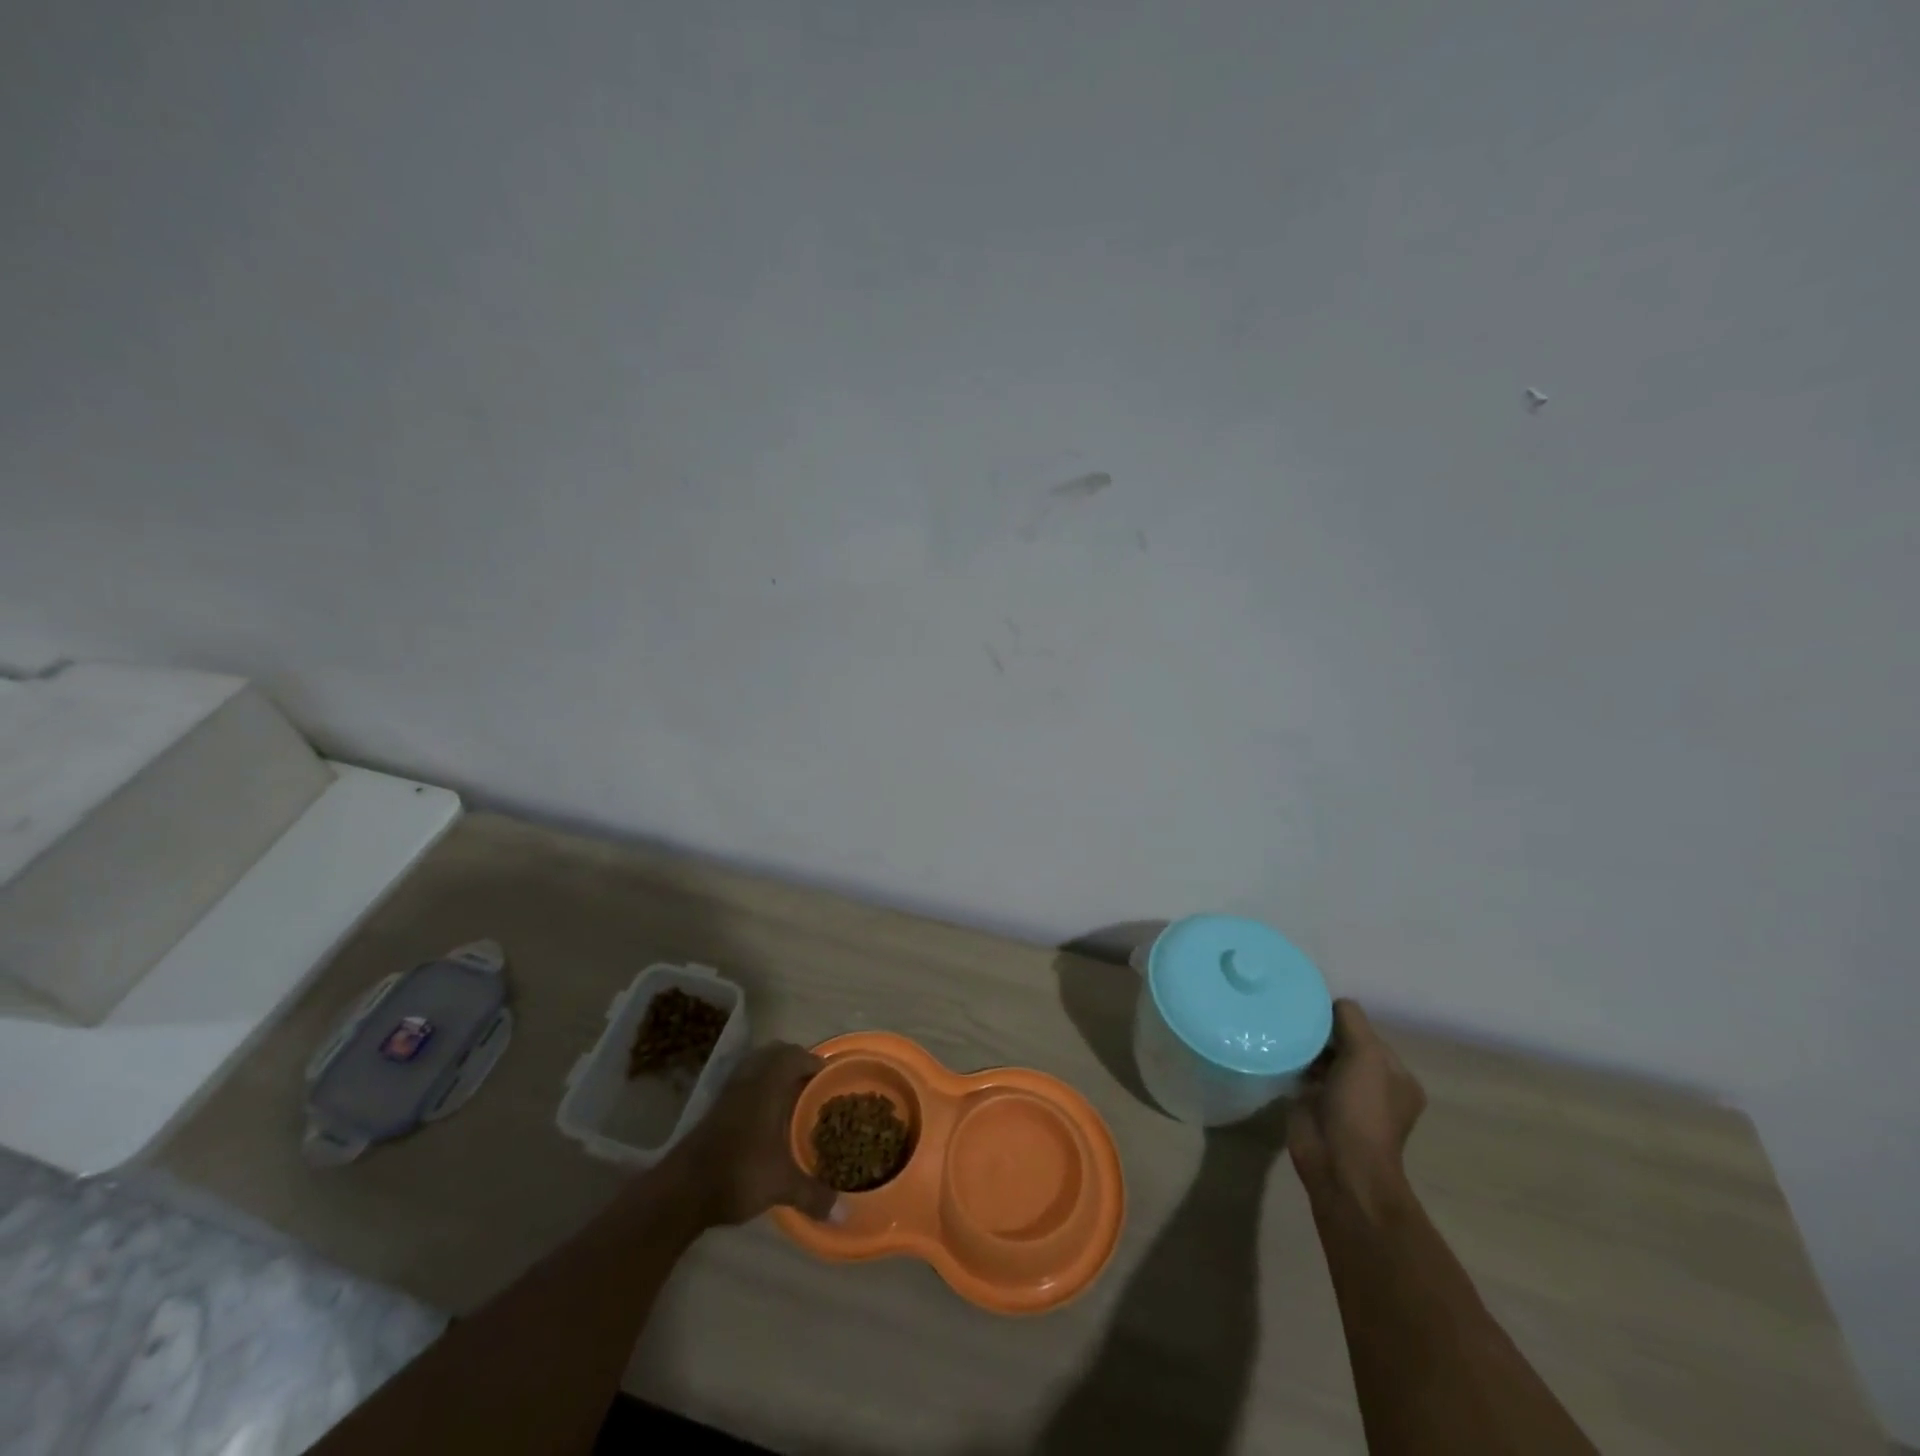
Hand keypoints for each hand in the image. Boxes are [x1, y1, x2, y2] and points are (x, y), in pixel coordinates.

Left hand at [672, 1042, 840, 1226]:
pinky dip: (757, 1085)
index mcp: (768, 1085)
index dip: (814, 1062)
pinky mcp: (715, 1106)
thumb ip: (812, 1194)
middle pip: (775, 1052)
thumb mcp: (781, 1185)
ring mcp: (729, 1091)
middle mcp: (749, 1079)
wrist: (682, 1190)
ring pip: (756, 1064)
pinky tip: (764, 1115)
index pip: (794, 1055)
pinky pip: (743, 1080)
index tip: (828, 1080)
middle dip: (795, 1062)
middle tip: (811, 1085)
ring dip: (773, 1071)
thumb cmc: (738, 1173)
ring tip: (790, 1097)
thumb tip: (842, 1213)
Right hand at [1287, 1000, 1426, 1217]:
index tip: (1314, 1011)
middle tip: (1292, 1016)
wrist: (1339, 1163)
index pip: (1366, 1032)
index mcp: (1396, 1076)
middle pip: (1342, 1043)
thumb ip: (1351, 1021)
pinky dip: (1292, 1062)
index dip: (1342, 1020)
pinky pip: (1302, 1073)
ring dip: (1305, 1046)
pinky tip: (1276, 1049)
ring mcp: (1343, 1097)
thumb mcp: (1366, 1055)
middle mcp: (1373, 1085)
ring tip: (1280, 1028)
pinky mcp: (1314, 1105)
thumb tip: (1330, 1002)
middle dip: (1321, 1031)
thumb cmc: (1361, 1108)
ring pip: (1321, 1057)